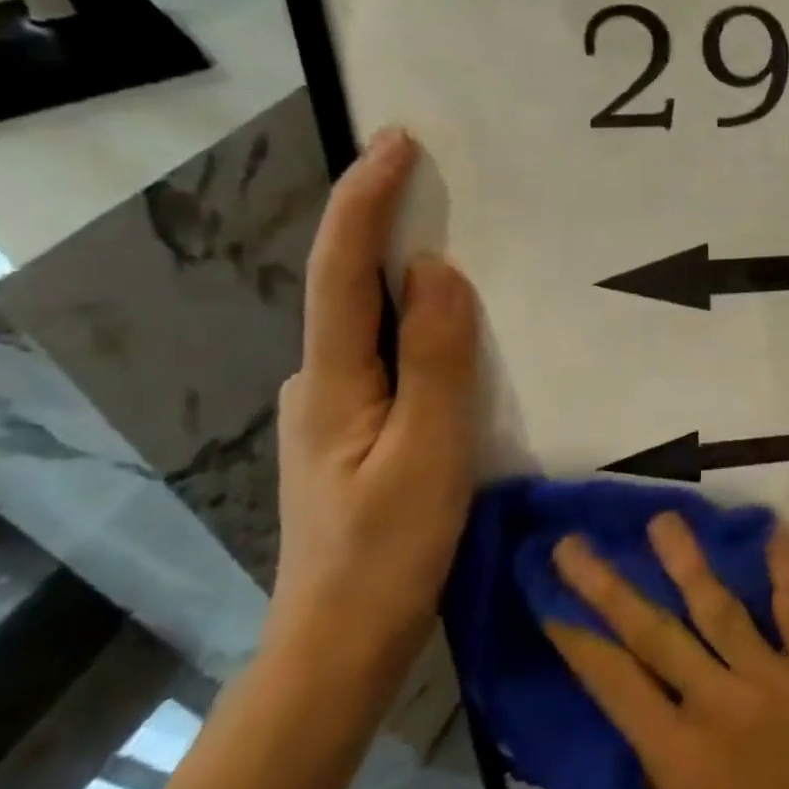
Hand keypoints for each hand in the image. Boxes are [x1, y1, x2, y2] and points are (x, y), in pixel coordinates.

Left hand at [269, 128, 478, 676]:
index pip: (339, 270)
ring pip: (374, 326)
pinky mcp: (357, 433)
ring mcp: (335, 411)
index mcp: (332, 380)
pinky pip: (391, 358)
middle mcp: (320, 382)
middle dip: (387, 226)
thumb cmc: (388, 552)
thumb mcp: (428, 452)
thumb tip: (435, 269)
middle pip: (350, 288)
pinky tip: (459, 336)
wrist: (341, 645)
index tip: (398, 143)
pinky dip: (420, 329)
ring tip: (468, 249)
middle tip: (446, 185)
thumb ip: (435, 359)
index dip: (365, 201)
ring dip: (408, 279)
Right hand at [548, 515, 788, 788]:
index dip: (578, 641)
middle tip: (575, 545)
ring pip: (721, 609)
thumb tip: (630, 716)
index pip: (615, 683)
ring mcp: (772, 678)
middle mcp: (720, 703)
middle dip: (609, 587)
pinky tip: (773, 530)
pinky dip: (785, 570)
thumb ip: (647, 775)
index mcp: (678, 753)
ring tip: (663, 520)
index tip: (548, 601)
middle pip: (656, 634)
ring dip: (687, 562)